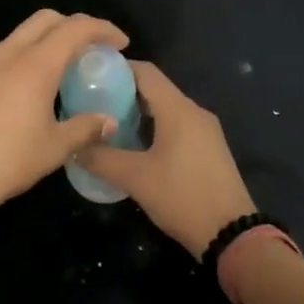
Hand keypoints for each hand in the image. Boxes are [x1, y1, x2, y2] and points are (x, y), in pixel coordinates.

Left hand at [0, 10, 129, 211]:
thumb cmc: (6, 159)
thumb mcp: (54, 148)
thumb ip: (85, 129)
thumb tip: (109, 121)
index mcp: (35, 65)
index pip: (75, 28)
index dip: (102, 29)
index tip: (119, 42)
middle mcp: (8, 54)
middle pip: (45, 19)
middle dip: (72, 25)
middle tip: (90, 47)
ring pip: (19, 36)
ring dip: (44, 41)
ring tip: (58, 68)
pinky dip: (19, 59)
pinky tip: (22, 89)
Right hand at [80, 62, 255, 257]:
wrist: (231, 234)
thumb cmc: (182, 197)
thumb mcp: (135, 178)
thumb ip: (101, 158)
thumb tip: (72, 145)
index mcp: (178, 109)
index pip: (145, 72)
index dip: (117, 68)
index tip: (89, 74)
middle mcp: (194, 112)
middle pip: (155, 89)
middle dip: (123, 91)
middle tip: (92, 101)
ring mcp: (205, 131)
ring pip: (166, 109)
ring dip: (138, 111)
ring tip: (107, 123)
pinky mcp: (208, 149)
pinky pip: (177, 126)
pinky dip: (154, 127)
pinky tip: (134, 145)